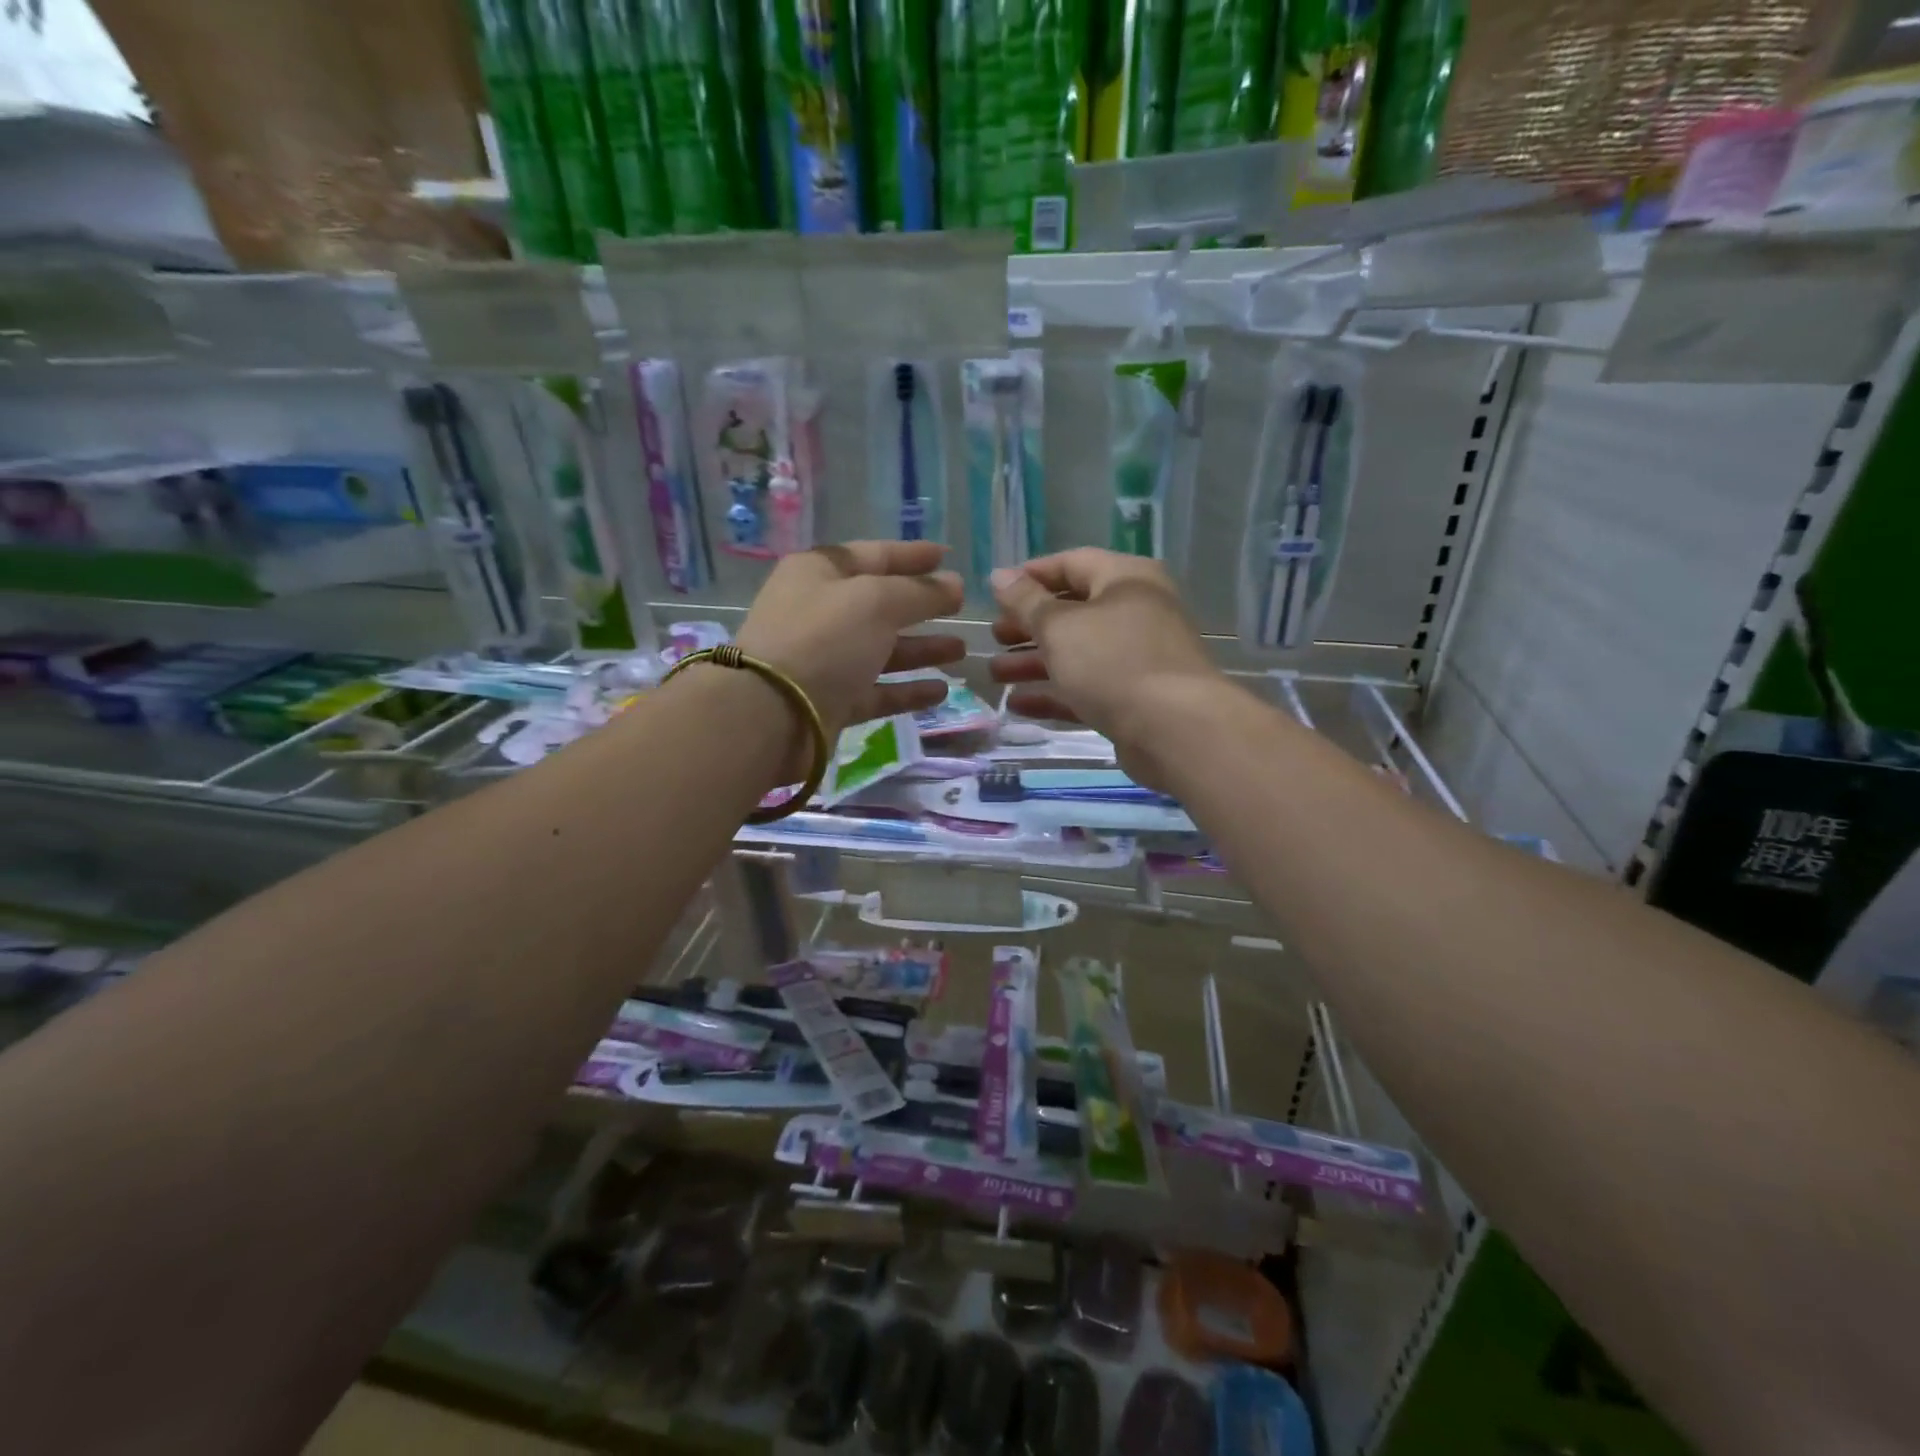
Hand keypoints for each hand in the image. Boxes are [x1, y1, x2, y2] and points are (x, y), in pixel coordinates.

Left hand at [737, 541, 965, 768]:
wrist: (771, 713)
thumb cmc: (823, 639)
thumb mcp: (876, 601)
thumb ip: (920, 592)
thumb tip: (954, 585)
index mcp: (820, 573)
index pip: (874, 555)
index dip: (912, 555)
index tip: (947, 557)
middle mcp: (820, 613)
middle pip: (880, 604)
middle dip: (922, 606)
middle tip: (962, 609)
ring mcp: (825, 660)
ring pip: (882, 650)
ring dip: (921, 649)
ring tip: (961, 650)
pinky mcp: (832, 701)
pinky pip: (877, 691)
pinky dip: (908, 690)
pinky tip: (941, 690)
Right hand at [988, 550, 1223, 786]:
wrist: (1175, 729)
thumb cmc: (1113, 662)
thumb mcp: (1059, 626)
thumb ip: (1026, 601)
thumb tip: (1000, 575)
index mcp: (1125, 579)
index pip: (1071, 563)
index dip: (1030, 576)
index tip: (995, 594)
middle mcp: (1136, 611)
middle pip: (1072, 611)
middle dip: (1029, 626)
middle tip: (994, 638)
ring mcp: (1137, 657)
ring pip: (1077, 653)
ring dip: (1034, 662)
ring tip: (995, 675)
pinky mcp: (1134, 698)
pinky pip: (1087, 688)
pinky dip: (1054, 693)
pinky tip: (1018, 705)